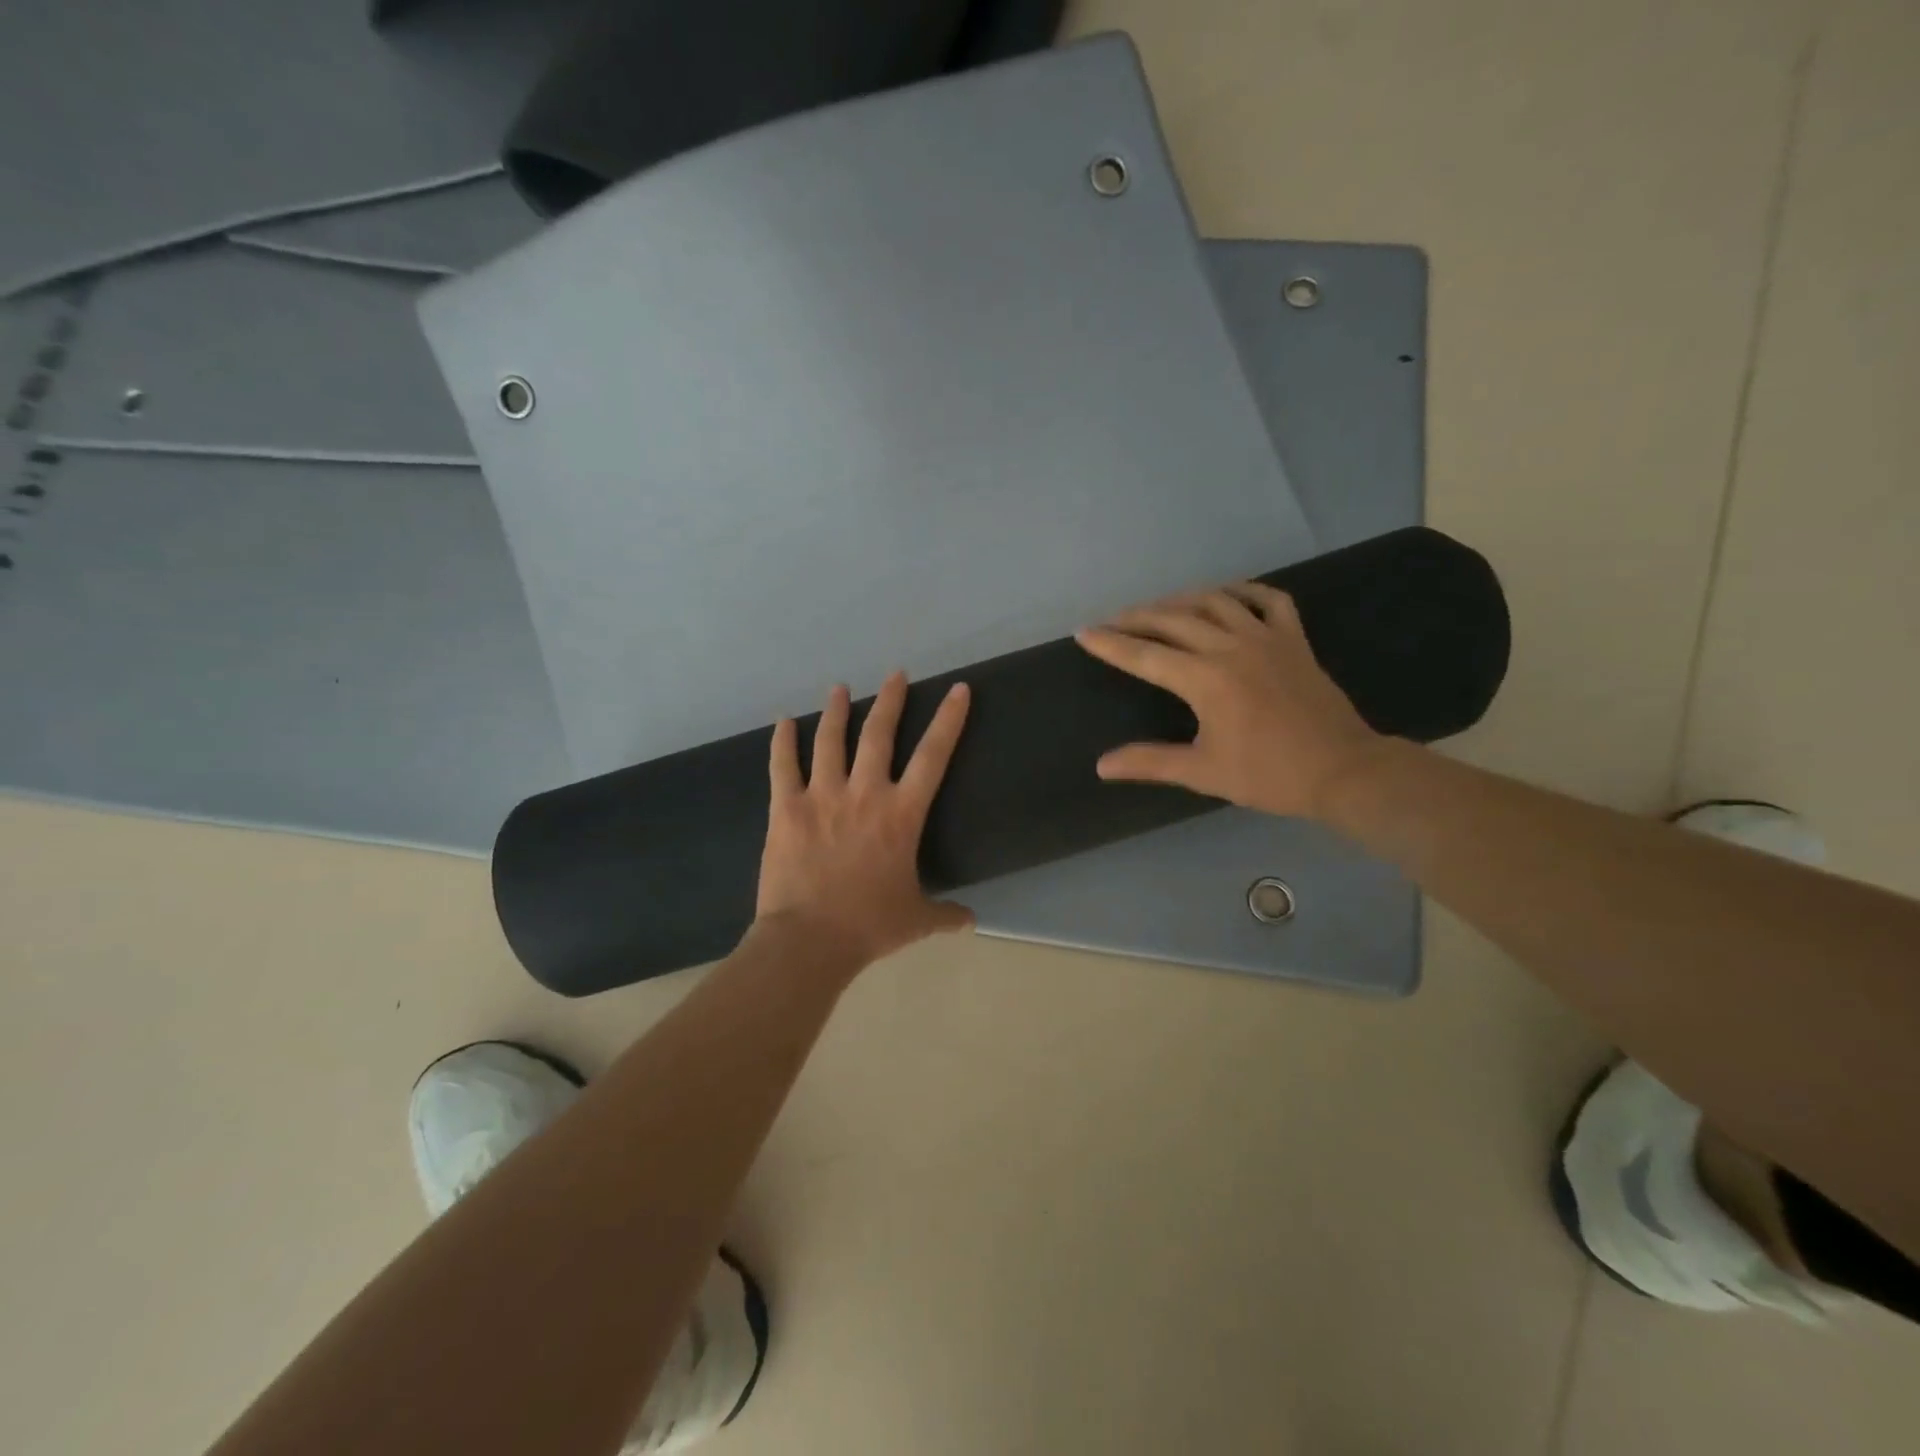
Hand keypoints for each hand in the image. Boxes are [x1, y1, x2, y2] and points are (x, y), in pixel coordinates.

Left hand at [756, 672, 974, 969]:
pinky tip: (783, 721)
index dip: (949, 720)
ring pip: (831, 740)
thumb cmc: (869, 925)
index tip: (958, 689)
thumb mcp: (916, 920)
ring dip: (837, 710)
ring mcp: (821, 796)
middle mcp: (864, 793)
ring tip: (840, 688)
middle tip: (895, 674)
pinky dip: (782, 741)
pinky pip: (783, 765)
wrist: (809, 939)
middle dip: (890, 700)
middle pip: (879, 734)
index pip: (933, 756)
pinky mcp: (786, 808)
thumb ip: (945, 914)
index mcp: (901, 814)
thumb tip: (971, 922)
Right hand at [1075, 583, 1383, 819]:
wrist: (1343, 771)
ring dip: (1180, 600)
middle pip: (1173, 620)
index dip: (1110, 644)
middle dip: (1137, 617)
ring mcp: (1267, 637)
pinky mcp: (1294, 639)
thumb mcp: (1202, 772)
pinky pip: (1268, 600)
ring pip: (1215, 601)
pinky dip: (1244, 591)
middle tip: (1112, 620)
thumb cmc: (1269, 775)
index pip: (1145, 655)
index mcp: (1206, 679)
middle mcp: (1231, 647)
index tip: (1083, 632)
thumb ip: (1150, 762)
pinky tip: (1226, 595)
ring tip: (1158, 608)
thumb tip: (1102, 766)